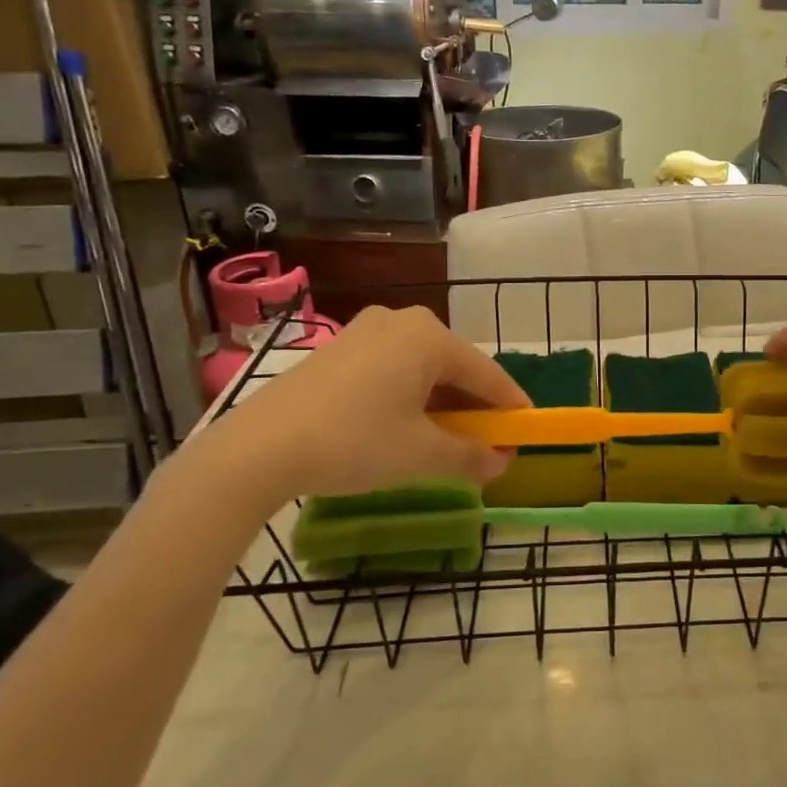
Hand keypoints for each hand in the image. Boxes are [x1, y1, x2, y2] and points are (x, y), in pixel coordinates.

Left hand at [194, 305, 529, 508]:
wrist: (258, 449)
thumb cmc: (354, 442)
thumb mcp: (421, 456)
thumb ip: (470, 457)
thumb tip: (501, 464)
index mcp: (429, 337)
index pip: (487, 374)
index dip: (511, 407)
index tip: (528, 433)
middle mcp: (400, 322)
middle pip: (455, 368)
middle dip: (474, 408)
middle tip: (487, 444)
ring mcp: (365, 332)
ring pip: (422, 370)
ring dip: (442, 405)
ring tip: (447, 441)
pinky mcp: (337, 351)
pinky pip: (392, 371)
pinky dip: (409, 398)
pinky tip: (405, 428)